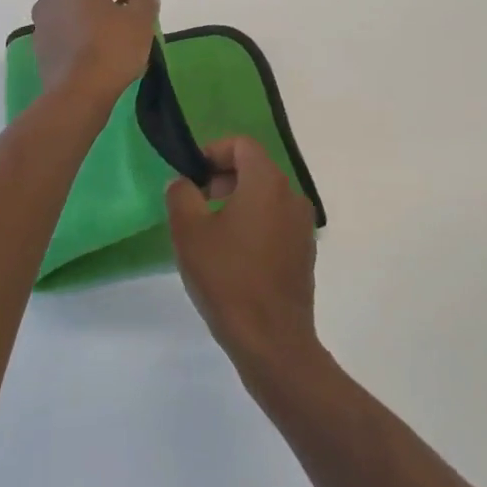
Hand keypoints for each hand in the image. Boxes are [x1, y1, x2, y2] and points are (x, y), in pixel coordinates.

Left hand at [30, 0, 160, 108]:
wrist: (78, 94)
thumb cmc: (110, 48)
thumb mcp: (140, 20)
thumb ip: (145, 1)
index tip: (140, 4)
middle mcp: (49, 0)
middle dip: (109, 5)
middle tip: (131, 22)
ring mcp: (40, 28)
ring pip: (74, 18)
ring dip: (95, 25)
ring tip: (118, 44)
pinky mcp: (40, 54)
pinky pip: (66, 40)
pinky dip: (83, 44)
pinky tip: (101, 61)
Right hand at [165, 136, 319, 380]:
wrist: (272, 342)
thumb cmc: (227, 278)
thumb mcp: (189, 231)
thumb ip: (181, 195)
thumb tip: (183, 183)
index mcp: (267, 183)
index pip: (241, 145)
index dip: (212, 152)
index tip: (191, 178)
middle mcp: (292, 197)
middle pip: (255, 168)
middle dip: (222, 177)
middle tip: (196, 203)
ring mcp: (302, 227)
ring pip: (266, 197)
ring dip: (237, 202)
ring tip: (211, 232)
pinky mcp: (304, 254)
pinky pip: (276, 222)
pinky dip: (254, 225)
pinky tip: (233, 257)